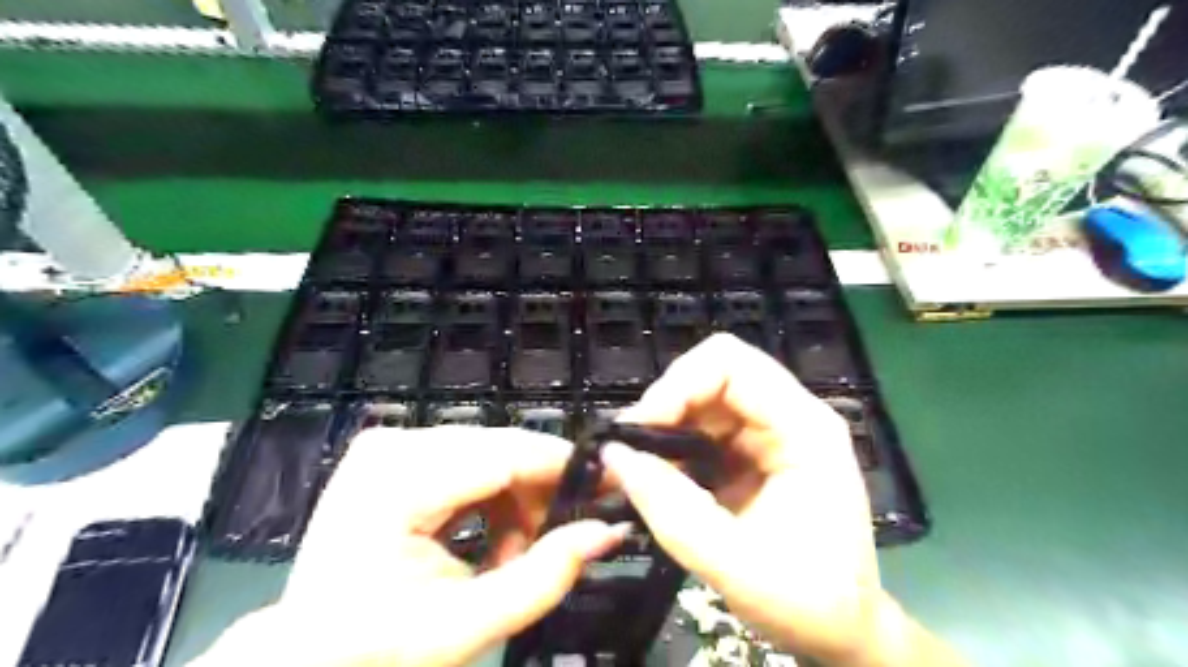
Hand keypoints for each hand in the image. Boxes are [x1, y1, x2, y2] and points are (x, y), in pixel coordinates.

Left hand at [191, 427, 625, 666]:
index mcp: (397, 483)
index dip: (564, 466)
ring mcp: (389, 444)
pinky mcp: (392, 453)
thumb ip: (545, 576)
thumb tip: (608, 530)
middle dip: (539, 491)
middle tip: (558, 538)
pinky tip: (490, 535)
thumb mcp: (467, 626)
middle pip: (499, 448)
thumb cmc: (375, 651)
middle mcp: (392, 445)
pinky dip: (491, 494)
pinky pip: (466, 459)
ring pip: (489, 451)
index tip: (609, 484)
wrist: (303, 657)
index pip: (504, 454)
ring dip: (516, 496)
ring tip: (515, 551)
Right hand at [606, 335, 958, 666]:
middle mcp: (789, 416)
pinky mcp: (754, 451)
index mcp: (804, 428)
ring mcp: (771, 432)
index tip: (641, 428)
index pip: (732, 364)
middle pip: (714, 373)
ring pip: (703, 397)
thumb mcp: (733, 563)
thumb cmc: (807, 602)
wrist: (841, 631)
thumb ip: (671, 508)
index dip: (678, 384)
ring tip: (638, 466)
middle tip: (632, 449)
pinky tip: (659, 475)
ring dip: (665, 425)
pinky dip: (673, 444)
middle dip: (666, 403)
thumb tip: (614, 456)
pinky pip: (703, 426)